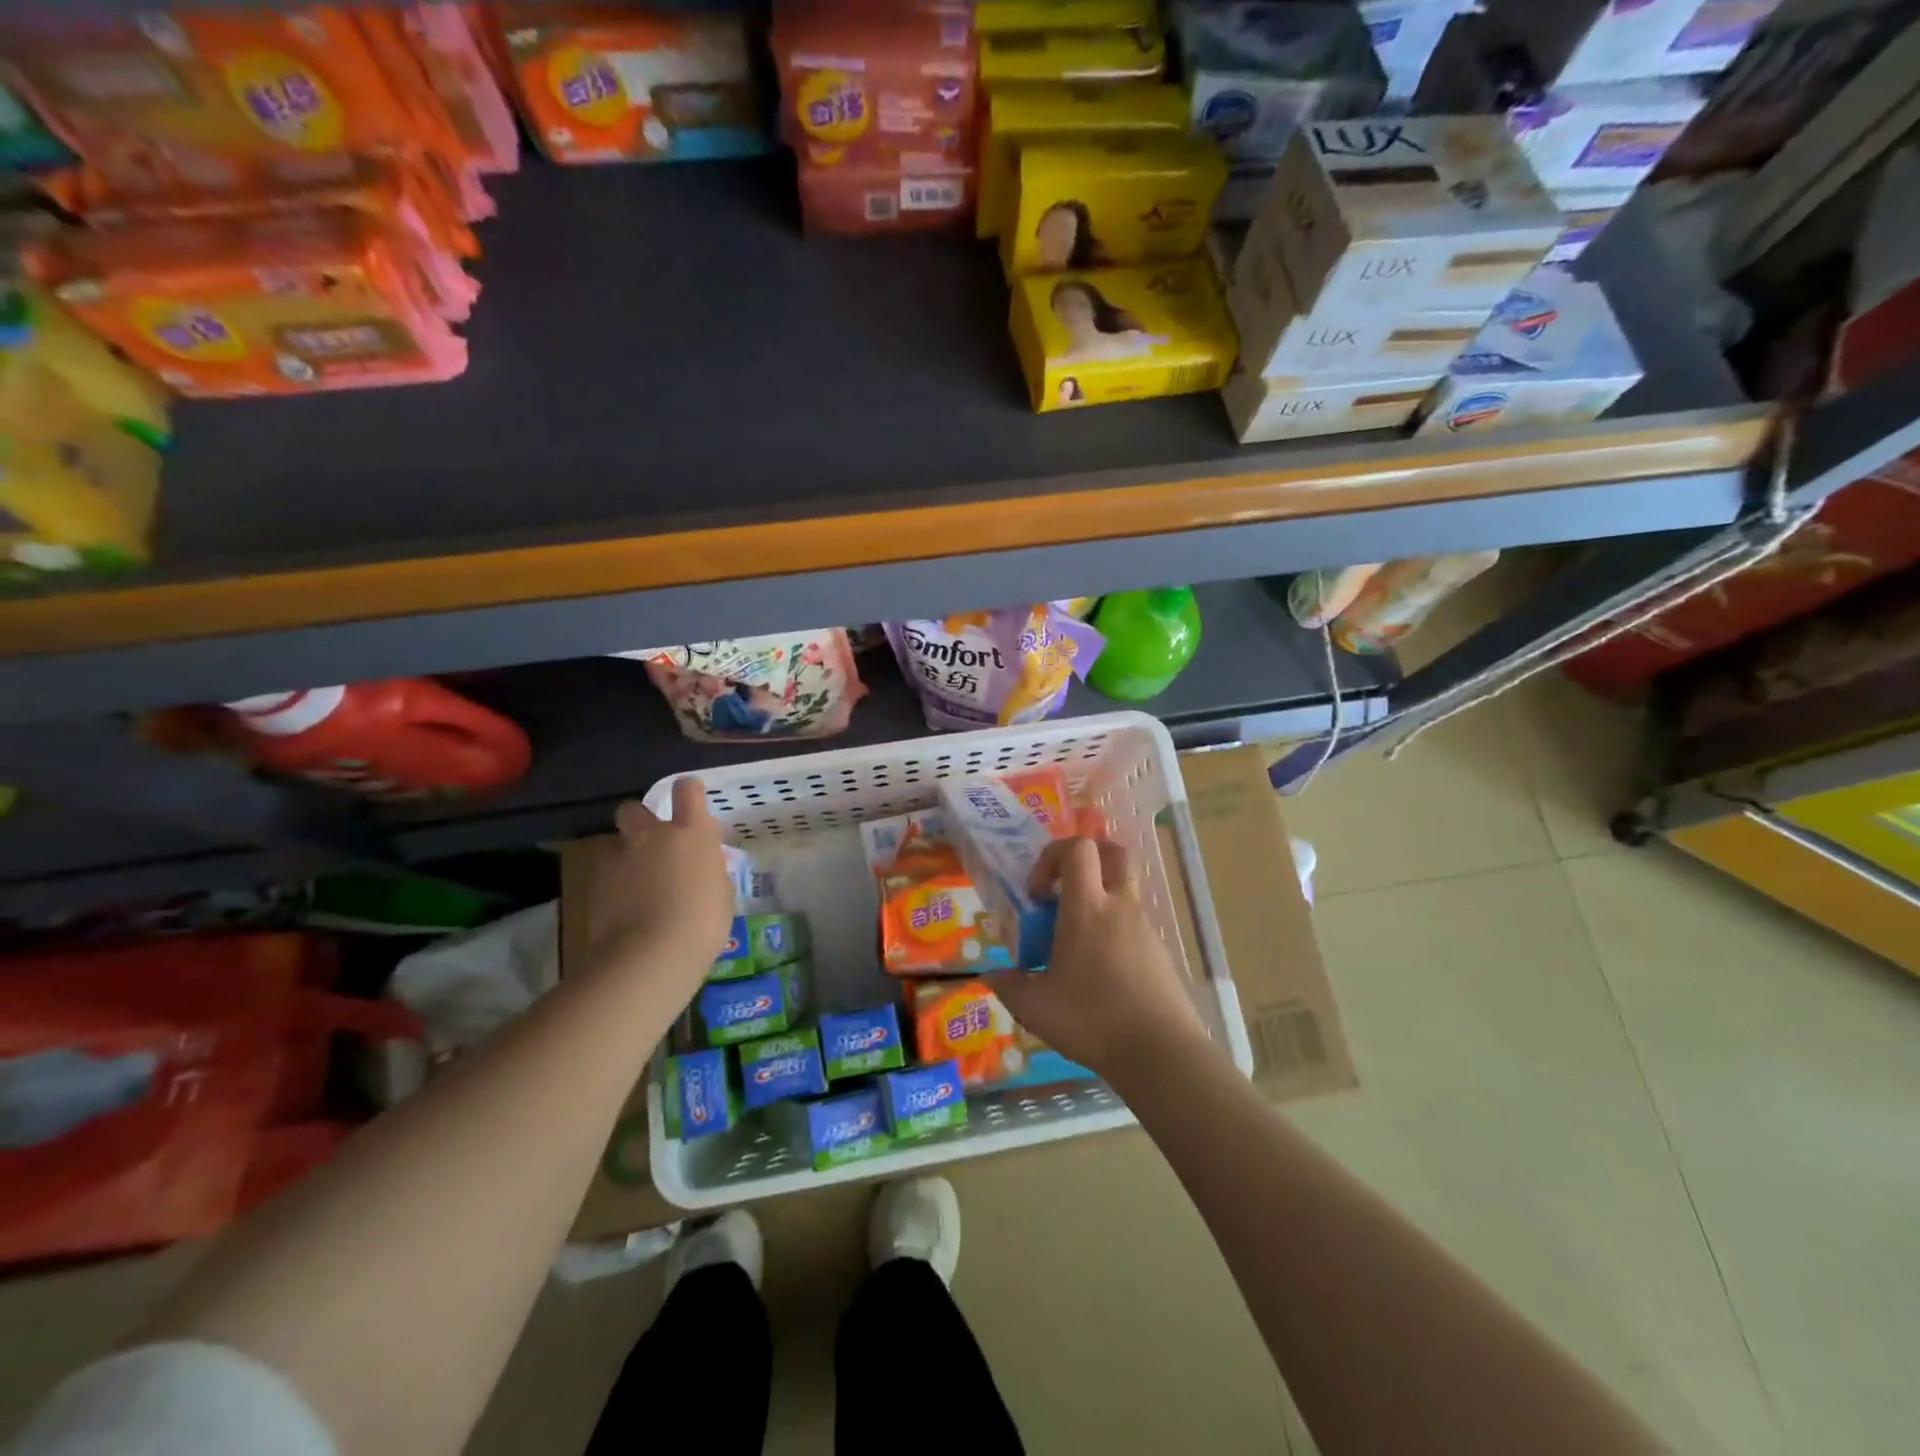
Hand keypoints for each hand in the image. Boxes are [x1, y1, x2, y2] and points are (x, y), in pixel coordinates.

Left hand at [582, 778, 734, 999]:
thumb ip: (709, 871)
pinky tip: (623, 910)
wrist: (648, 956)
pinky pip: (605, 876)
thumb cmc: (702, 924)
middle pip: (634, 808)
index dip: (689, 792)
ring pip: (616, 845)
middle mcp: (652, 836)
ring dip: (626, 858)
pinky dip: (613, 887)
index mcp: (691, 833)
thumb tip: (701, 867)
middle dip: (640, 820)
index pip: (688, 791)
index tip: (691, 801)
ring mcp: (619, 858)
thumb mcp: (721, 894)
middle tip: (652, 844)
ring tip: (636, 886)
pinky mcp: (594, 885)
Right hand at [986, 837, 1207, 1082]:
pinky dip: (1114, 930)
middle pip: (1113, 852)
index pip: (1077, 849)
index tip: (1038, 893)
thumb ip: (1010, 986)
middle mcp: (1120, 907)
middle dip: (1087, 858)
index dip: (1052, 857)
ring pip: (1125, 889)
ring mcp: (1145, 928)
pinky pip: (1134, 923)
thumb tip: (993, 976)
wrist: (1160, 1053)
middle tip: (1064, 886)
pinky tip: (1100, 971)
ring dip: (1100, 898)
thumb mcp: (1036, 1007)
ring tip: (1076, 941)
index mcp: (1087, 908)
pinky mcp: (1160, 952)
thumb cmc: (1092, 1019)